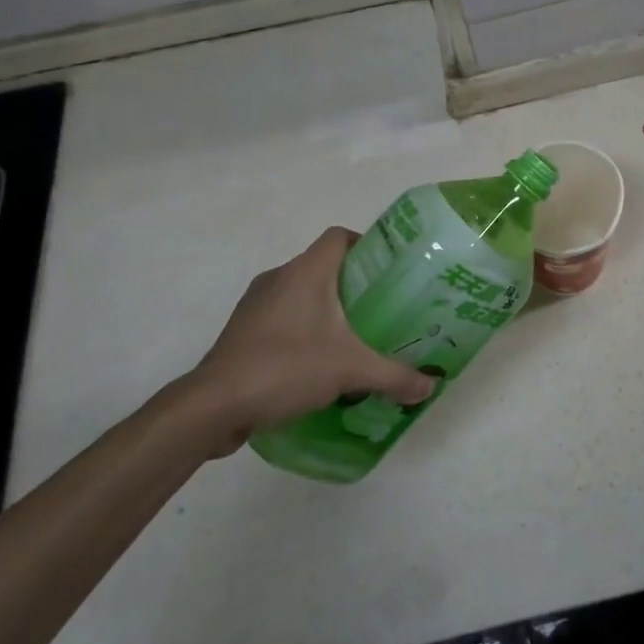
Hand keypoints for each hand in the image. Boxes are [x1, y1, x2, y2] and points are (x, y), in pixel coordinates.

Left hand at [177, 227, 432, 455]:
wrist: (212, 406)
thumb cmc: (285, 367)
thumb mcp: (350, 371)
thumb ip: (394, 376)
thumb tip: (431, 388)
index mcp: (306, 271)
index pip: (340, 237)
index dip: (367, 245)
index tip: (389, 271)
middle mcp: (279, 277)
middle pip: (324, 266)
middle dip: (354, 285)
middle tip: (382, 309)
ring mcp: (256, 304)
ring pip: (301, 293)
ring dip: (326, 310)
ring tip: (354, 338)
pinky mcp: (242, 331)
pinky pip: (282, 318)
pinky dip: (303, 330)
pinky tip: (318, 362)